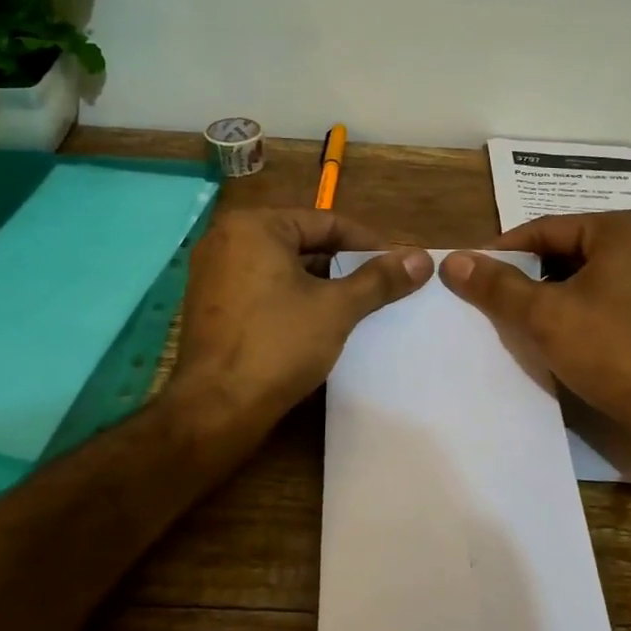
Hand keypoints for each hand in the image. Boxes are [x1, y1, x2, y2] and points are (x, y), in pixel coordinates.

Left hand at [166, 208, 433, 454]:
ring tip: (355, 305)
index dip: (367, 244)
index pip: (325, 222)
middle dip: (341, 264)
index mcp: (254, 225)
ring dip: (317, 283)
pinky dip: (289, 297)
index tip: (396, 264)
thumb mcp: (336, 308)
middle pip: (301, 241)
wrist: (216, 408)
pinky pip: (260, 287)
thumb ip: (379, 280)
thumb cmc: (278, 345)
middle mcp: (226, 238)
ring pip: (280, 267)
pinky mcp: (209, 304)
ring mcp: (212, 272)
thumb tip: (421, 260)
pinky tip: (316, 321)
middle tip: (379, 286)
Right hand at [441, 211, 630, 464]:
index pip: (547, 229)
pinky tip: (558, 332)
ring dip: (553, 294)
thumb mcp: (544, 315)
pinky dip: (581, 308)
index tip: (472, 273)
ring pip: (589, 275)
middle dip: (529, 275)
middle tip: (494, 299)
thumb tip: (453, 260)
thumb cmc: (611, 351)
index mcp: (626, 228)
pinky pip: (610, 296)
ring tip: (520, 318)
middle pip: (569, 250)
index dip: (504, 252)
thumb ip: (496, 285)